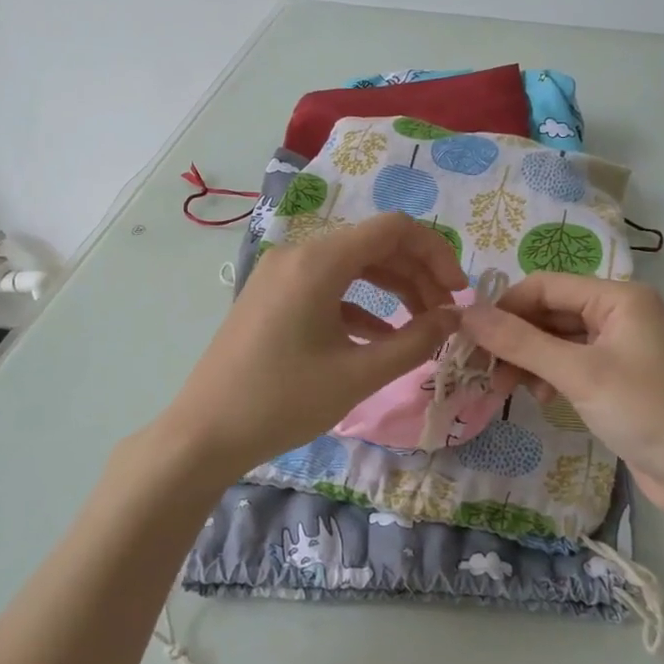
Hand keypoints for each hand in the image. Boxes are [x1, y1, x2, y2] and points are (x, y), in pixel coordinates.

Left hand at [159, 213, 466, 478]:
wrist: (205, 433)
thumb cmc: (284, 401)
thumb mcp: (358, 374)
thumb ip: (415, 341)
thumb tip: (454, 318)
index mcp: (319, 260)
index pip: (394, 229)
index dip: (437, 253)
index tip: (459, 295)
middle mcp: (298, 254)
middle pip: (374, 245)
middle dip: (418, 275)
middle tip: (446, 317)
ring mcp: (281, 274)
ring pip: (352, 266)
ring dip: (392, 289)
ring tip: (422, 327)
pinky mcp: (272, 297)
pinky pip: (328, 287)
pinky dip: (360, 304)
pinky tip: (380, 337)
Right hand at [463, 276, 663, 517]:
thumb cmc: (645, 413)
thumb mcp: (579, 374)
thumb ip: (520, 341)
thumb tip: (466, 312)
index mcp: (619, 297)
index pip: (544, 285)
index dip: (504, 308)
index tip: (469, 339)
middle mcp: (620, 312)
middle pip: (549, 311)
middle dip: (515, 338)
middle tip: (482, 370)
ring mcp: (620, 345)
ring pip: (557, 339)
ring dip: (528, 359)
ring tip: (505, 388)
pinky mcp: (618, 376)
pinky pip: (571, 362)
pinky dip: (549, 375)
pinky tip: (539, 397)